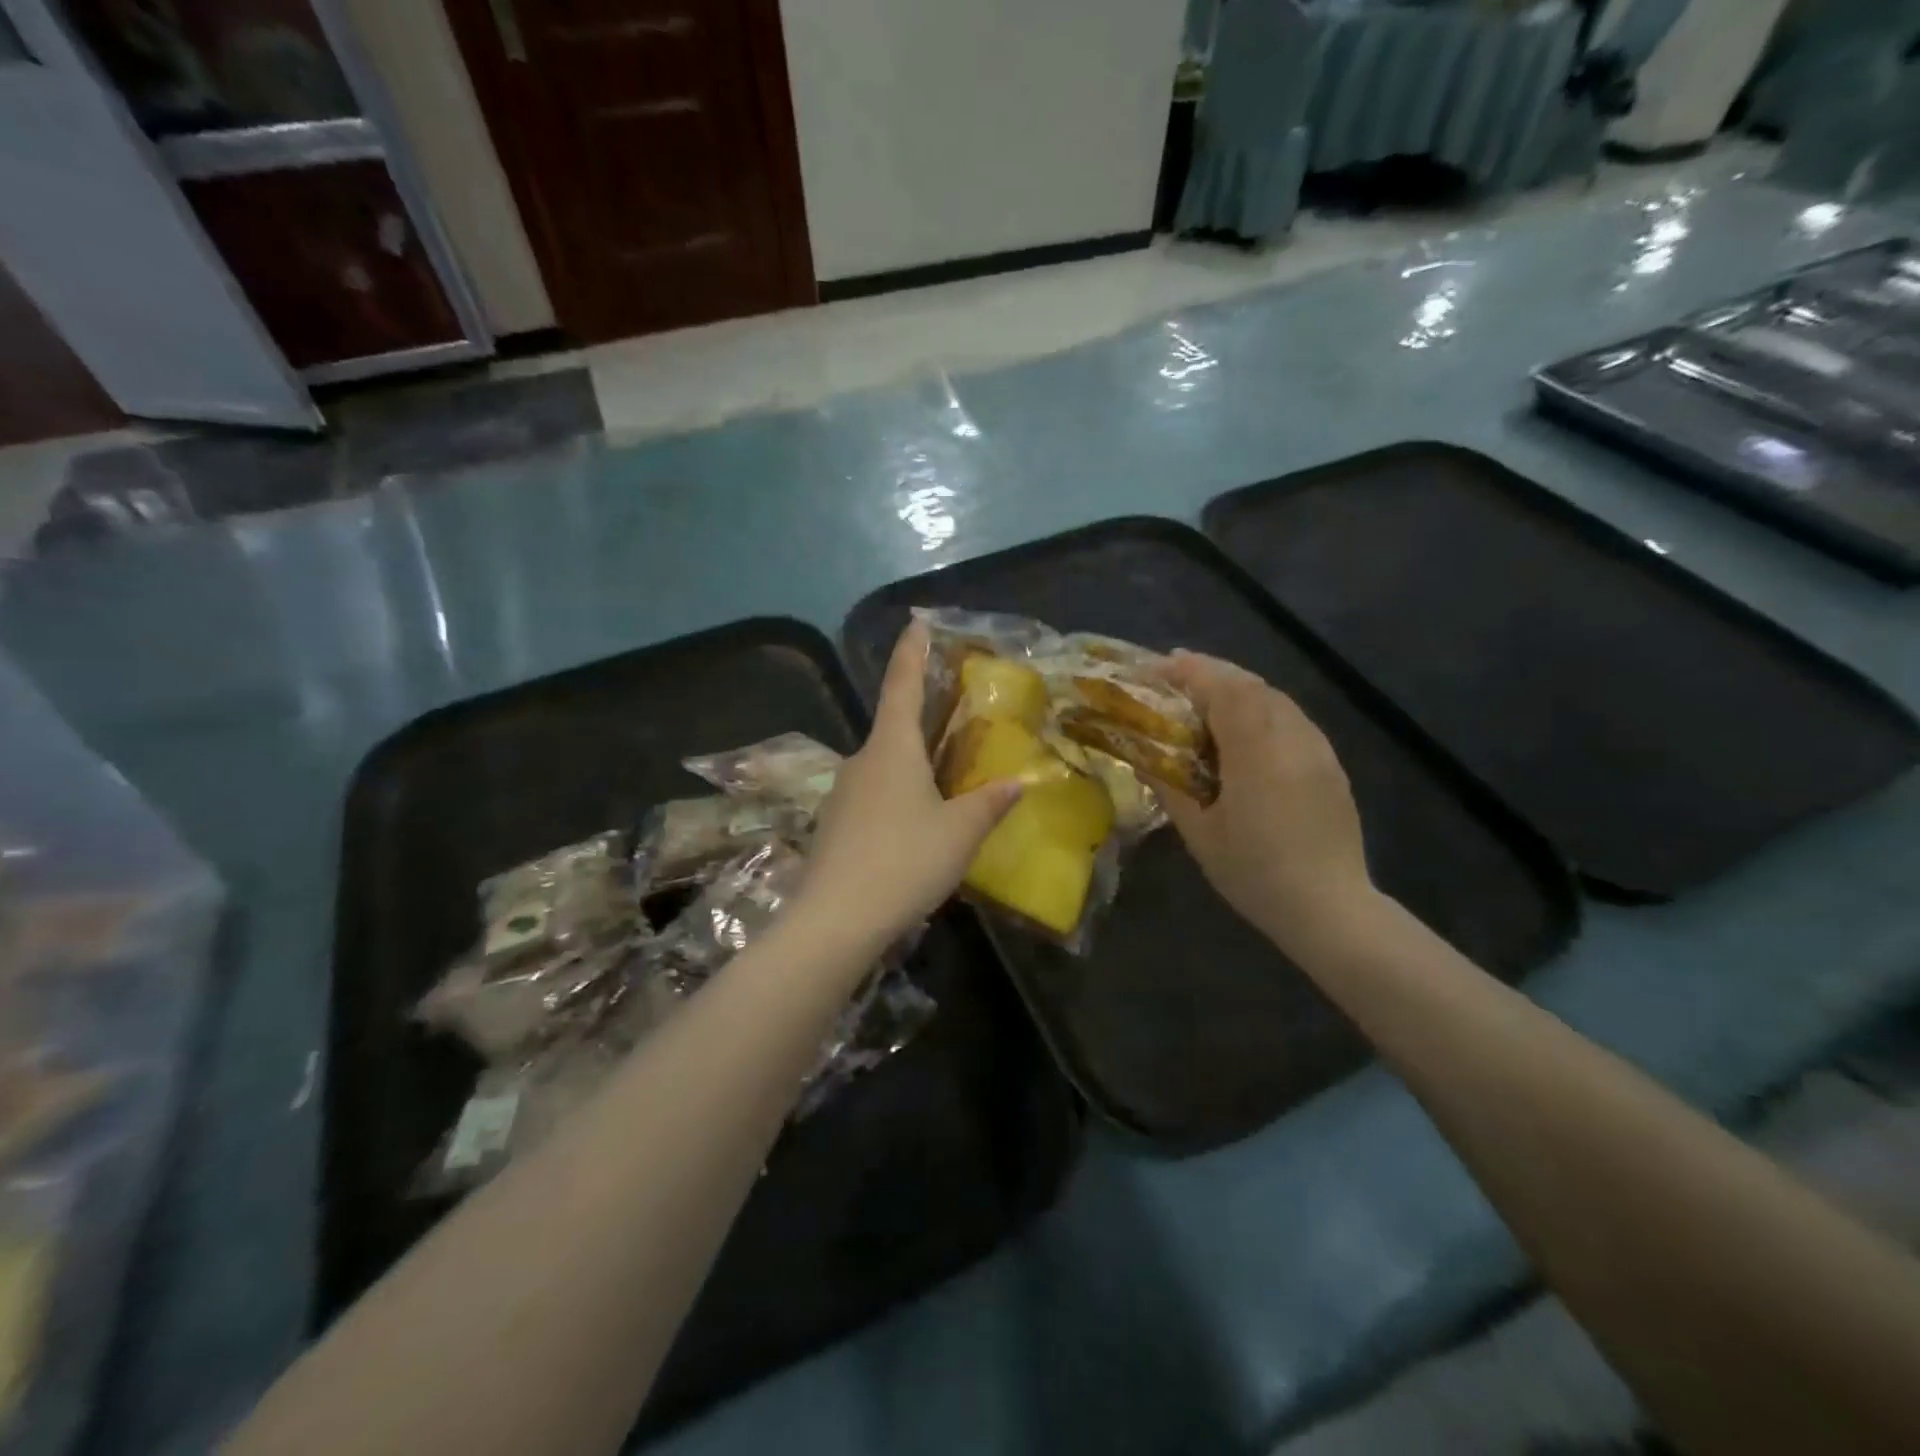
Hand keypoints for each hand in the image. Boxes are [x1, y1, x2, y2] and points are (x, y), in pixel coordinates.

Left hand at [803, 621, 1021, 944]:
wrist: (835, 919)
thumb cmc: (905, 861)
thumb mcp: (960, 833)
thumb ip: (989, 803)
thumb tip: (1018, 781)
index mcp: (892, 748)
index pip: (902, 685)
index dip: (912, 652)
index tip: (915, 622)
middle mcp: (862, 760)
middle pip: (893, 727)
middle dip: (920, 718)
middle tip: (952, 718)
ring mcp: (843, 793)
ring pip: (883, 766)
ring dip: (910, 765)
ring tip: (943, 782)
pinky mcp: (834, 825)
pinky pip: (873, 797)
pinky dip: (897, 796)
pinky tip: (913, 827)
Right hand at [1160, 652, 1375, 953]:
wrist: (1330, 908)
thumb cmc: (1255, 873)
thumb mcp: (1199, 834)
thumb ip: (1170, 787)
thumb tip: (1142, 757)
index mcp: (1256, 753)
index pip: (1224, 690)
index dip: (1192, 672)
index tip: (1160, 666)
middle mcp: (1292, 738)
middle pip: (1251, 684)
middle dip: (1211, 672)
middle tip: (1175, 673)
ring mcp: (1317, 748)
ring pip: (1274, 697)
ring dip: (1236, 687)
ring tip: (1203, 696)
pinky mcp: (1329, 763)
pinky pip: (1290, 717)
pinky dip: (1260, 707)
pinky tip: (1243, 728)